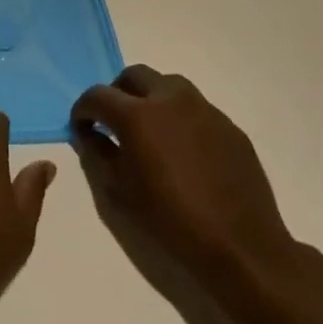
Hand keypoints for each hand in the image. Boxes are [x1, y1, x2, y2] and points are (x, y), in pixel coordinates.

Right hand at [70, 65, 300, 297]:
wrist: (240, 248)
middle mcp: (171, 100)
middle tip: (114, 122)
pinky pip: (196, 110)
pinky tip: (183, 151)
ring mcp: (205, 110)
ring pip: (168, 85)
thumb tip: (90, 134)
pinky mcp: (230, 127)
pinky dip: (180, 118)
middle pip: (134, 76)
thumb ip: (97, 153)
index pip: (97, 95)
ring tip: (150, 132)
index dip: (83, 110)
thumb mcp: (118, 191)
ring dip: (150, 99)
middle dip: (117, 94)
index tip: (82, 128)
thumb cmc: (170, 220)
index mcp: (137, 115)